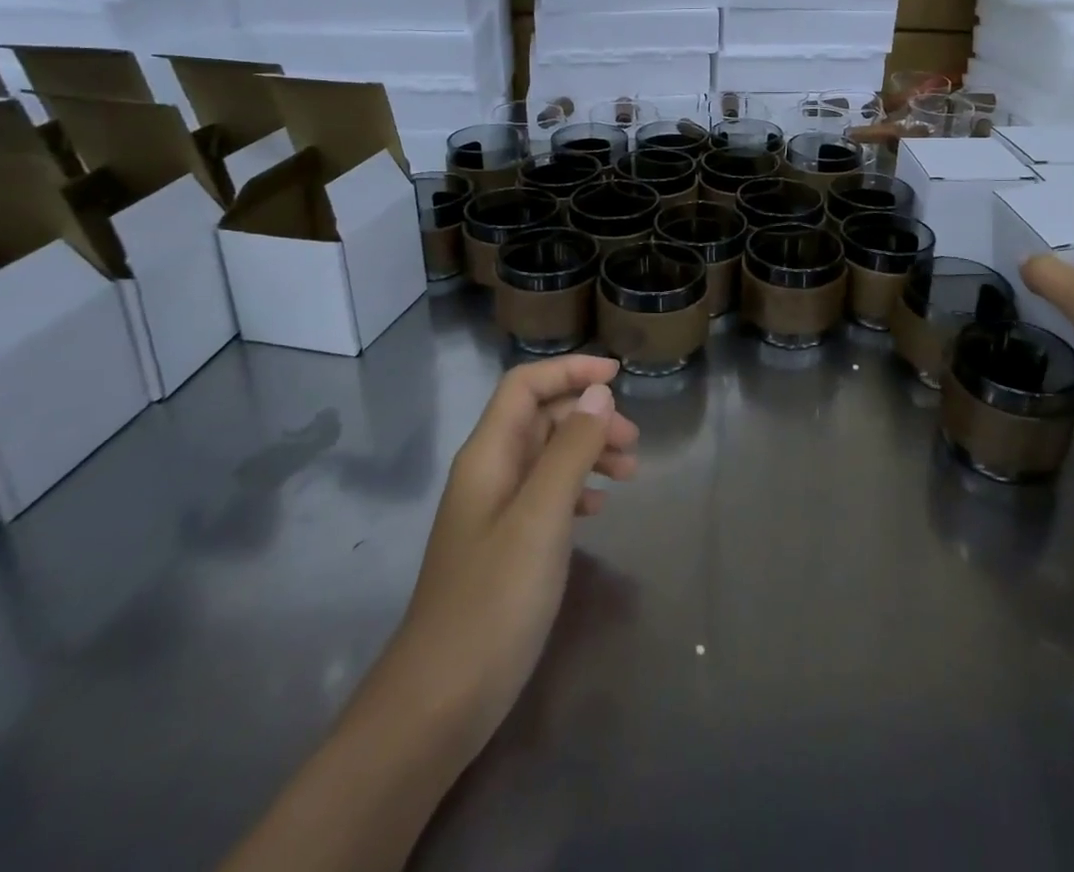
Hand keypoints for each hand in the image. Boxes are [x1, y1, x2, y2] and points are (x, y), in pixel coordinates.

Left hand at [393, 355, 639, 764]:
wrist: (439, 703)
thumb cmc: (493, 601)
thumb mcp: (541, 518)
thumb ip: (571, 450)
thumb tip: (598, 394)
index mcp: (488, 456)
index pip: (525, 386)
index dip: (569, 370)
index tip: (618, 377)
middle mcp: (488, 473)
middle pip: (540, 418)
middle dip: (588, 417)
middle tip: (634, 443)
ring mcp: (494, 512)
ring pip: (546, 457)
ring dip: (588, 453)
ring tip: (630, 475)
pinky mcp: (504, 546)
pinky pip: (545, 495)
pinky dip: (577, 489)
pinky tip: (600, 509)